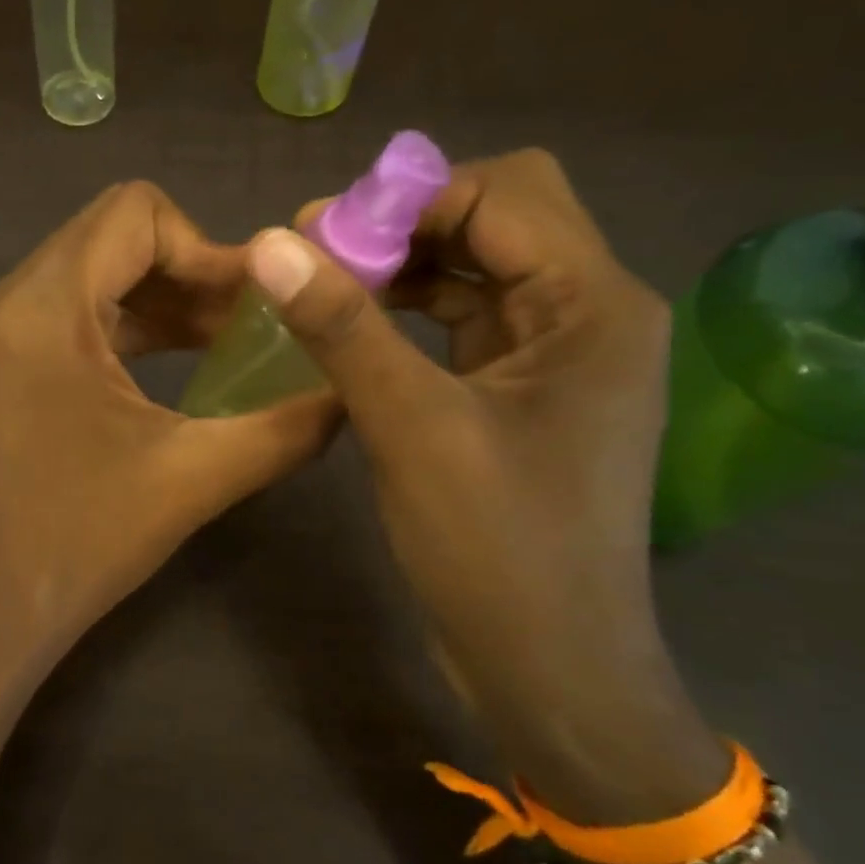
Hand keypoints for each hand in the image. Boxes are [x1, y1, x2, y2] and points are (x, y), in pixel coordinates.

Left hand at [0, 181, 335, 702]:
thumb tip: (353, 390)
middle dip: (193, 270)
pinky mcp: (10, 361)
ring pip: (99, 271)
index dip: (208, 247)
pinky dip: (135, 322)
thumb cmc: (86, 540)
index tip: (256, 304)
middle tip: (253, 321)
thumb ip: (288, 426)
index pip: (136, 214)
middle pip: (116, 235)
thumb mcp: (197, 476)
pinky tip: (184, 360)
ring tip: (230, 341)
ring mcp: (4, 331)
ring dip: (167, 296)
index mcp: (45, 308)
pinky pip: (79, 310)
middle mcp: (13, 301)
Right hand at [251, 150, 723, 817]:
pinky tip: (358, 331)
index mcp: (594, 306)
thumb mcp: (412, 428)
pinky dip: (412, 315)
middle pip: (499, 221)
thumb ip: (344, 327)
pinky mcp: (526, 396)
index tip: (323, 231)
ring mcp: (560, 358)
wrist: (551, 669)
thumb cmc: (496, 548)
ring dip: (404, 268)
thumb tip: (271, 244)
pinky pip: (468, 325)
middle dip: (408, 225)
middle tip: (321, 255)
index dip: (411, 198)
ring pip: (478, 272)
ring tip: (325, 287)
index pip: (505, 193)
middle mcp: (591, 315)